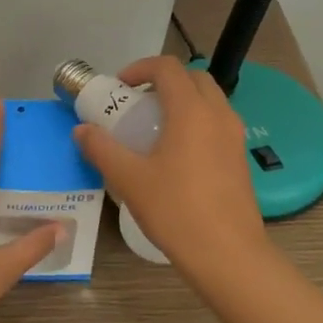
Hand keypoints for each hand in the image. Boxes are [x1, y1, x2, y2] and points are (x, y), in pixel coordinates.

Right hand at [72, 55, 268, 278]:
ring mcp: (234, 137)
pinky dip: (196, 123)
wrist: (228, 255)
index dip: (140, 68)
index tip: (120, 87)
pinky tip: (176, 156)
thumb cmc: (176, 210)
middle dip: (164, 81)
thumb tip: (82, 130)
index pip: (167, 67)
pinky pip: (217, 124)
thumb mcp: (129, 179)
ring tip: (155, 129)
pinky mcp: (240, 159)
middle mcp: (218, 115)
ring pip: (209, 101)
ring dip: (182, 102)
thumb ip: (102, 149)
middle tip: (137, 103)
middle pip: (193, 78)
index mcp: (191, 111)